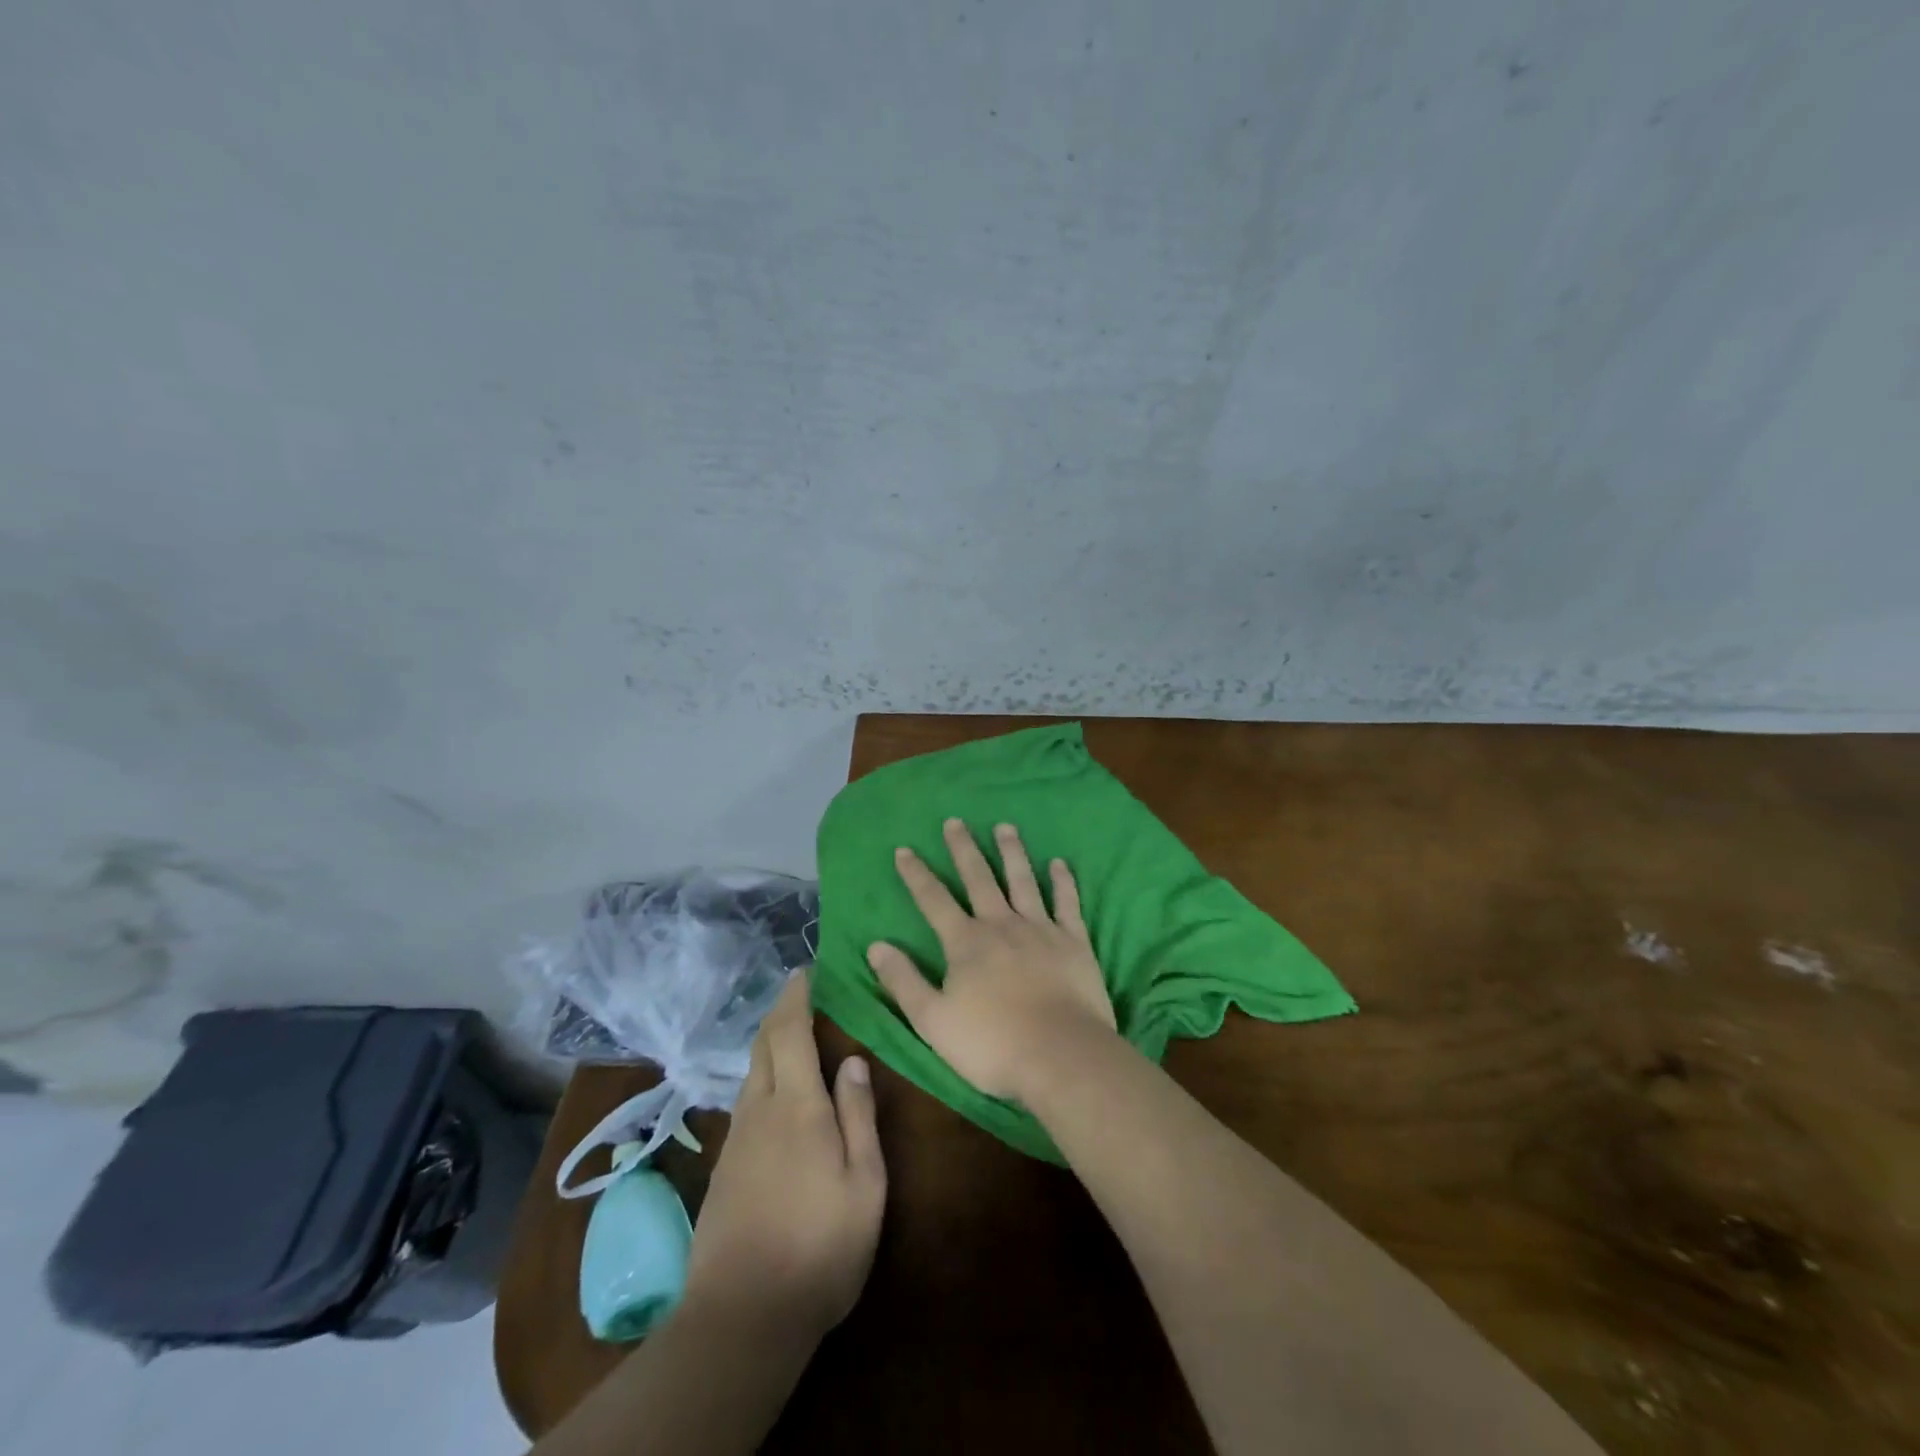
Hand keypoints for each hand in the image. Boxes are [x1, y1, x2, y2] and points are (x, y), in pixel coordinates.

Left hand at [684, 971, 886, 1339]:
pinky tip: (777, 1090)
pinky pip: (747, 1100)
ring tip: (793, 1033)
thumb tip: (854, 1060)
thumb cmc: (820, 1247)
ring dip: (769, 1042)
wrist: (740, 1318)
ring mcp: (737, 1139)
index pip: (790, 1032)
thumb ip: (858, 1116)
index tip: (805, 971)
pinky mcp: (725, 1167)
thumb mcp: (863, 1184)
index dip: (795, 997)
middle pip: (763, 1044)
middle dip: (780, 1012)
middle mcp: (761, 1110)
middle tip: (801, 992)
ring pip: (751, 1072)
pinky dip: (762, 1074)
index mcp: (798, 1106)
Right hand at [866, 819, 1117, 1103]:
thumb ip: (904, 981)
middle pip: (979, 878)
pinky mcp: (1074, 941)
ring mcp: (1041, 929)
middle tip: (955, 821)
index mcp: (966, 943)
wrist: (1061, 1056)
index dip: (916, 874)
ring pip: (1023, 881)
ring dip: (1012, 852)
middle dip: (963, 849)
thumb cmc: (992, 1045)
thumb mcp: (933, 1020)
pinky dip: (1064, 882)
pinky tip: (1060, 863)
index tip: (904, 849)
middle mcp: (1001, 925)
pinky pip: (1067, 903)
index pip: (934, 900)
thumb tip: (876, 945)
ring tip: (1005, 826)